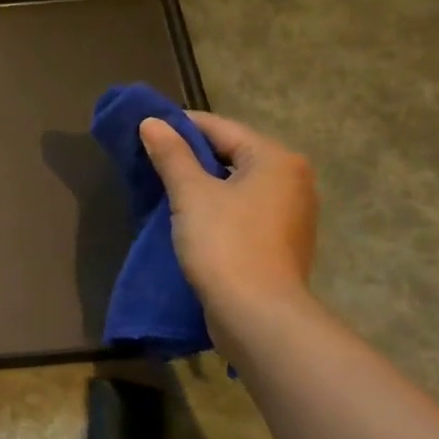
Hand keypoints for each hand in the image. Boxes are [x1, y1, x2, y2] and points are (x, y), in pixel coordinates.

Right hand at [137, 113, 317, 345]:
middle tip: (151, 161)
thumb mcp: (191, 194)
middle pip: (233, 155)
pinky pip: (243, 213)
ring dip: (203, 186)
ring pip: (237, 186)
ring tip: (164, 191)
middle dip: (191, 157)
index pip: (221, 128)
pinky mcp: (280, 244)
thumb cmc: (225, 244)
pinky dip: (217, 210)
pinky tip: (189, 221)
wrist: (257, 315)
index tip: (146, 130)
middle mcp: (292, 180)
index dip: (181, 126)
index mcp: (276, 159)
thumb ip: (171, 155)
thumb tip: (151, 122)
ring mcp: (291, 215)